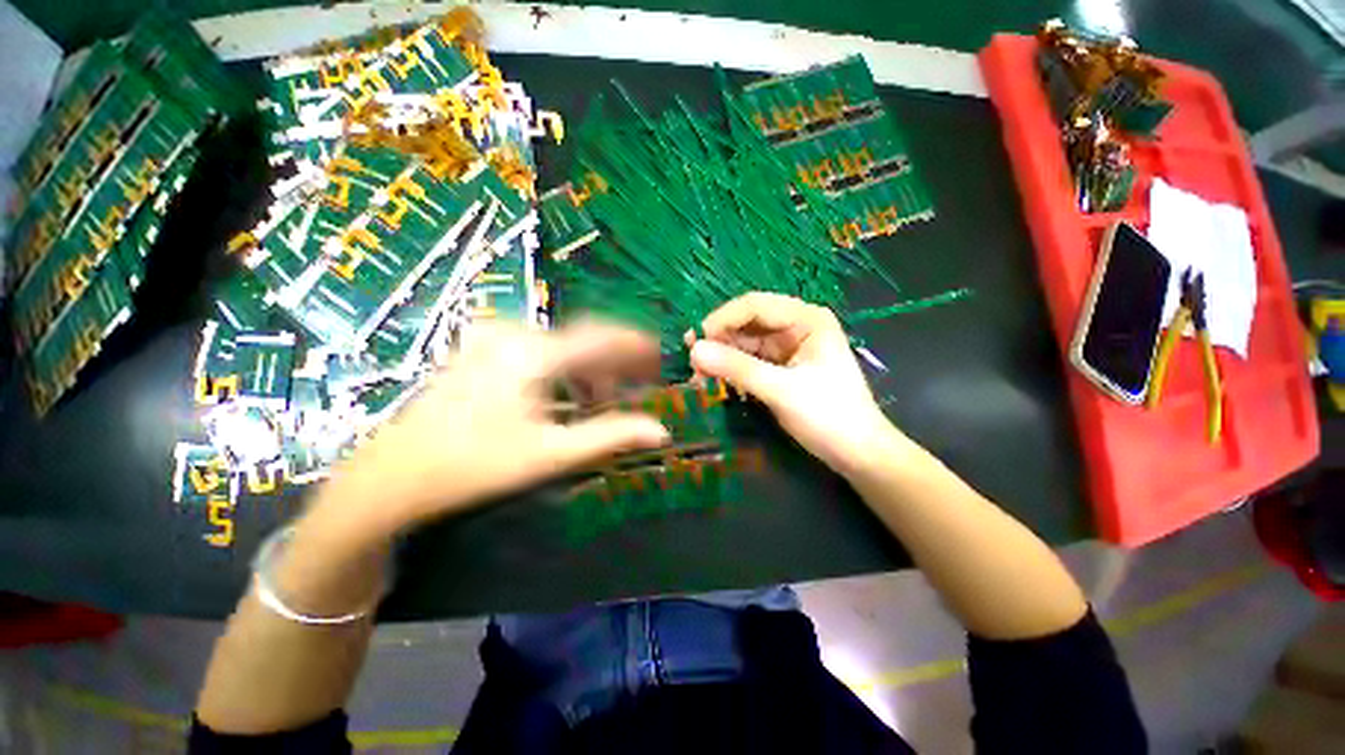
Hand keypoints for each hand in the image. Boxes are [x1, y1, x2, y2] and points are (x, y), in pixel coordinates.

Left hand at [315, 322, 670, 537]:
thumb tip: (659, 431)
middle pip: (583, 339)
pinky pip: (541, 350)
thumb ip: (609, 436)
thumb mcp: (550, 453)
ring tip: (606, 398)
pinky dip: (565, 369)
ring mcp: (495, 338)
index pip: (601, 336)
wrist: (393, 474)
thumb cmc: (474, 465)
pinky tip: (570, 394)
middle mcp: (516, 333)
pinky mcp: (484, 350)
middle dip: (617, 360)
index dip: (636, 345)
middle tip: (642, 380)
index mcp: (534, 352)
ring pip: (563, 345)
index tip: (660, 356)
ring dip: (590, 369)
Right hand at [687, 292, 908, 476]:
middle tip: (692, 362)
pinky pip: (748, 361)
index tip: (695, 342)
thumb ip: (737, 368)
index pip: (754, 305)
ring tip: (698, 377)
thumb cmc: (828, 416)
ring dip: (721, 357)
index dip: (722, 319)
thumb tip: (693, 351)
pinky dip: (730, 370)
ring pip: (744, 343)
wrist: (856, 453)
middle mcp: (795, 326)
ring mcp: (787, 348)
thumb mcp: (781, 390)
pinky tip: (714, 381)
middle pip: (747, 323)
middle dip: (719, 340)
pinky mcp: (780, 368)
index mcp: (806, 319)